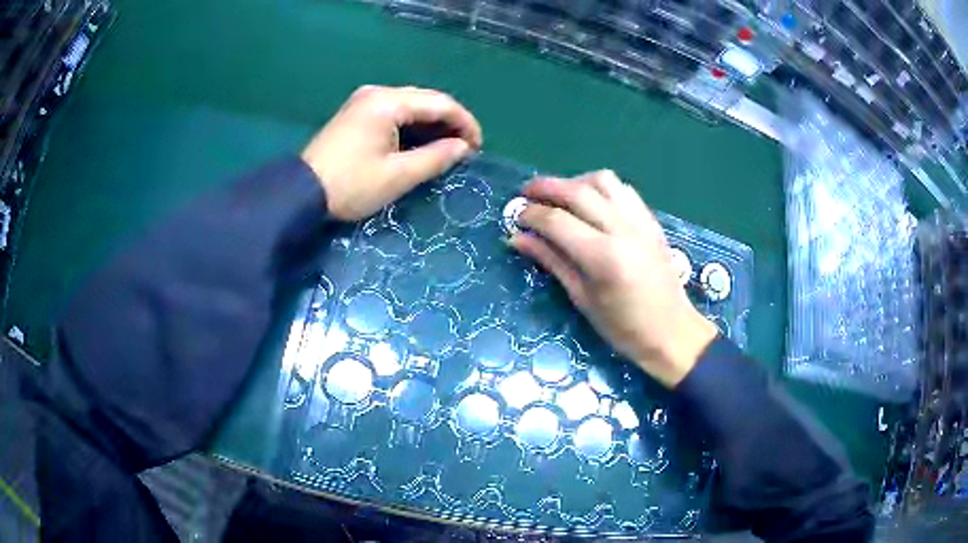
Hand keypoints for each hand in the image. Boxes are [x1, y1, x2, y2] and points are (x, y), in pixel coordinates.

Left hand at [301, 85, 482, 220]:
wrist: (300, 193)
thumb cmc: (351, 185)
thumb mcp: (398, 175)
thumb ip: (436, 158)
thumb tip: (463, 148)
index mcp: (388, 102)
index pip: (440, 103)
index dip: (465, 123)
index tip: (478, 147)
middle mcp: (377, 93)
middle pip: (426, 100)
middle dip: (450, 123)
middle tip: (465, 149)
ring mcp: (364, 101)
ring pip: (410, 106)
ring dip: (431, 125)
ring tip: (447, 149)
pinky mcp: (356, 113)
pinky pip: (394, 113)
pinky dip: (412, 127)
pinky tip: (420, 143)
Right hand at [510, 171, 717, 387]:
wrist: (672, 331)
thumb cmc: (624, 327)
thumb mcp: (582, 299)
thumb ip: (551, 261)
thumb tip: (517, 238)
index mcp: (603, 256)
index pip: (556, 220)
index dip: (531, 214)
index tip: (515, 217)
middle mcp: (622, 229)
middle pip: (576, 191)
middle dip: (545, 187)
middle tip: (525, 194)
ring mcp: (640, 220)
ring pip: (602, 180)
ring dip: (574, 181)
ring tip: (559, 196)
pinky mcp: (650, 220)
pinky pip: (622, 189)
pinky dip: (600, 187)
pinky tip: (591, 202)